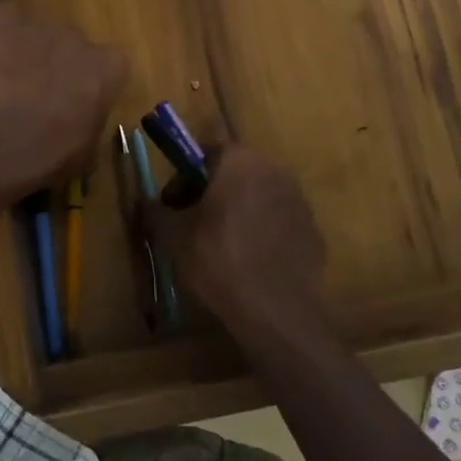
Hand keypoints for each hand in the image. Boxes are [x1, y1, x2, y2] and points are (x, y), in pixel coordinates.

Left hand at [0, 1, 127, 199]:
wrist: (2, 141)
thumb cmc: (52, 152)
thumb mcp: (88, 148)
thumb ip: (92, 121)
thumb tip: (82, 123)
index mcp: (109, 68)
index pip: (113, 65)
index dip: (95, 83)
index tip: (83, 103)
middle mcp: (81, 38)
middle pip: (76, 45)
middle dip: (64, 64)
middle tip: (45, 94)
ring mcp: (43, 27)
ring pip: (43, 32)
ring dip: (34, 49)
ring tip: (14, 78)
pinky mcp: (7, 24)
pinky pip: (9, 15)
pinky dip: (4, 29)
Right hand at [145, 147, 329, 336]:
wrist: (275, 308)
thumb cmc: (217, 258)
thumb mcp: (173, 235)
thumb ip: (157, 211)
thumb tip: (147, 202)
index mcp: (239, 162)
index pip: (206, 151)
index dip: (185, 176)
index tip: (174, 203)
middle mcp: (274, 171)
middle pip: (235, 173)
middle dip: (213, 193)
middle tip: (194, 224)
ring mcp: (298, 201)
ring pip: (259, 198)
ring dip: (240, 212)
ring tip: (222, 247)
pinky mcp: (313, 232)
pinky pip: (279, 224)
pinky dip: (263, 234)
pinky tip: (250, 263)